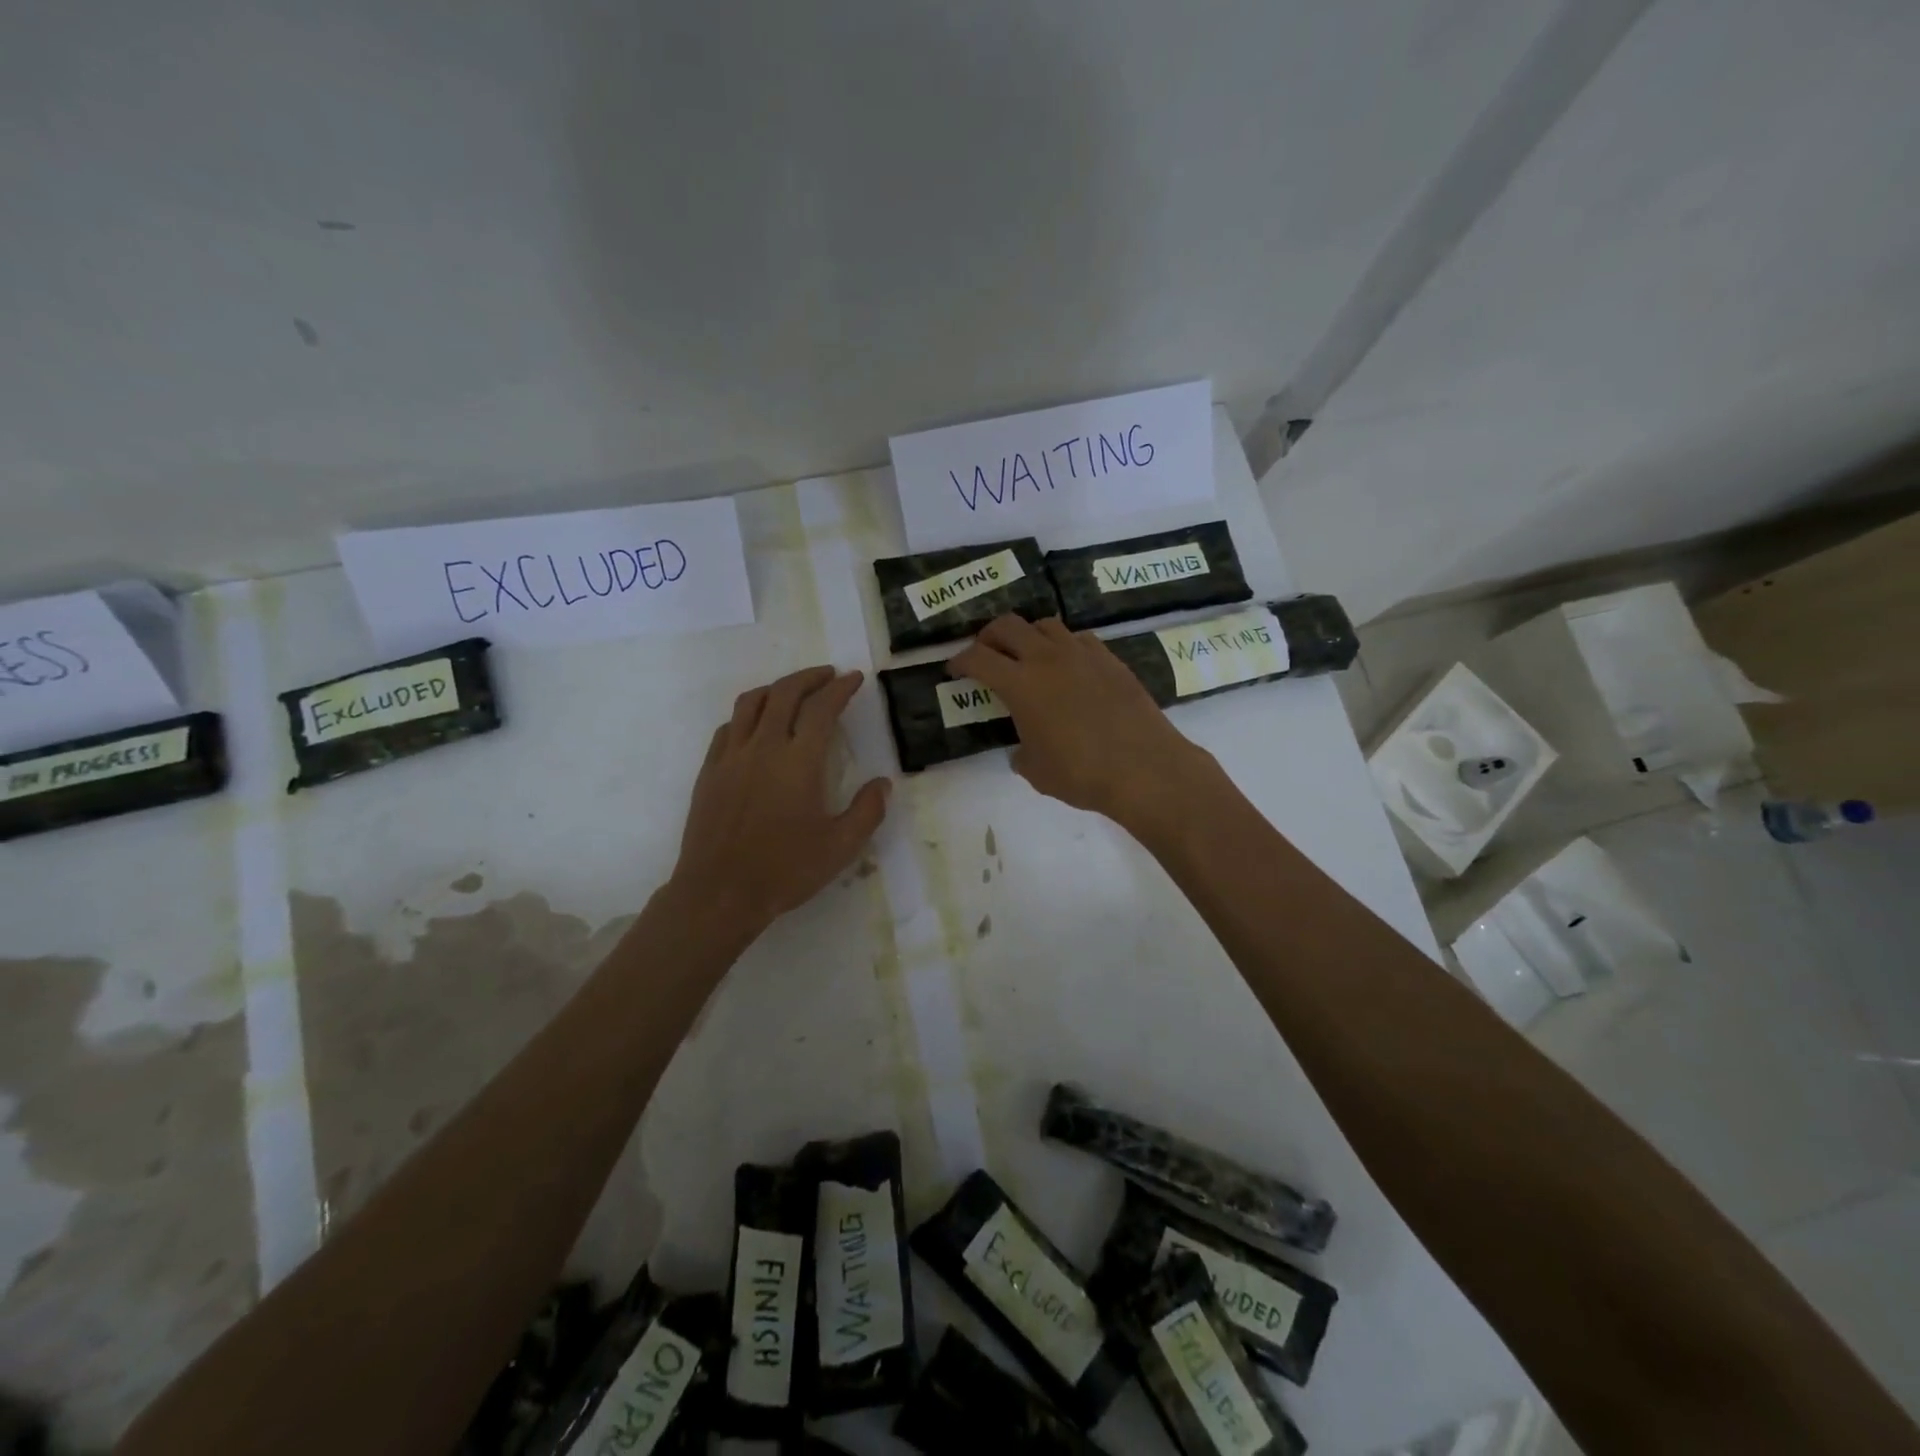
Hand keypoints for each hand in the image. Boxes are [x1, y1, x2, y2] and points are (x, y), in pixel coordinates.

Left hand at [671, 666, 889, 934]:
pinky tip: (757, 726)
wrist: (719, 893)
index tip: (853, 679)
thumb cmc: (784, 870)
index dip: (840, 688)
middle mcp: (763, 747)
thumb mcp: (841, 847)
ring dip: (777, 688)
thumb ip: (868, 811)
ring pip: (752, 702)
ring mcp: (731, 756)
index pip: (822, 708)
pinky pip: (729, 727)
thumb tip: (882, 783)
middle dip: (810, 677)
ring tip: (793, 691)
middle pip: (785, 693)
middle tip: (829, 676)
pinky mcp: (710, 771)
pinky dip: (749, 714)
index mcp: (799, 761)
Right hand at [948, 615, 1218, 829]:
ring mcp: (1082, 654)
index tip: (954, 669)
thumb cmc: (1082, 774)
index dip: (960, 660)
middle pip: (1008, 625)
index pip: (978, 658)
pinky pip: (1078, 639)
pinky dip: (1062, 645)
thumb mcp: (1037, 771)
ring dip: (1027, 635)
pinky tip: (1067, 666)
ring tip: (1026, 655)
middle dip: (988, 635)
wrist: (1144, 767)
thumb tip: (1023, 749)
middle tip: (985, 653)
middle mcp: (1048, 658)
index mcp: (1021, 684)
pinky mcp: (1110, 659)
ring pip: (1045, 625)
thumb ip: (1022, 753)